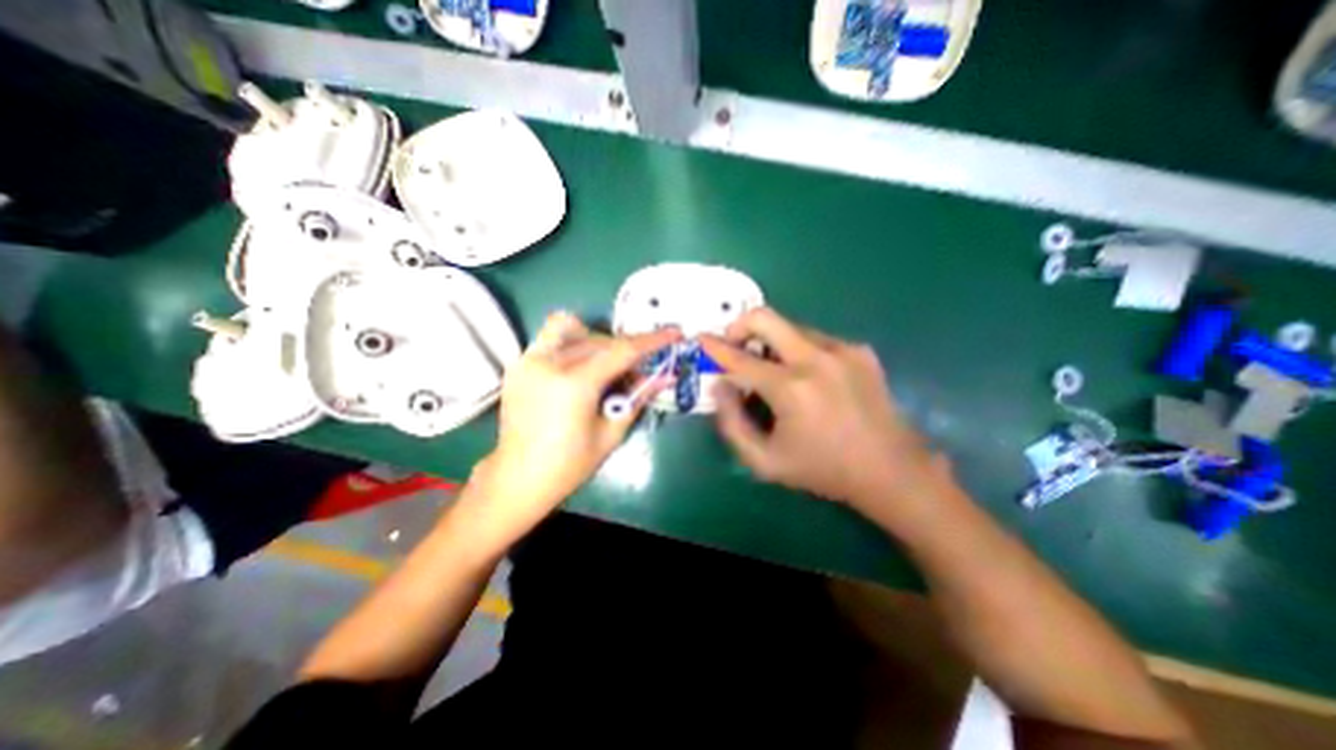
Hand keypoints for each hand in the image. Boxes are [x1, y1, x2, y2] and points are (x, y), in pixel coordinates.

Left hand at [467, 309, 679, 539]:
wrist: (517, 478)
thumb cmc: (568, 465)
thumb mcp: (611, 433)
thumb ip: (637, 398)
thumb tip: (665, 376)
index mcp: (574, 384)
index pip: (622, 351)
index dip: (652, 341)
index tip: (673, 333)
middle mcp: (549, 363)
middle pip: (602, 340)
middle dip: (627, 350)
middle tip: (639, 371)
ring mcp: (529, 360)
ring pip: (573, 328)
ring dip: (597, 340)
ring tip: (605, 364)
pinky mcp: (519, 364)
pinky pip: (551, 338)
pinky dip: (572, 343)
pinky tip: (579, 367)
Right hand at [700, 309, 949, 518]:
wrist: (890, 470)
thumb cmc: (822, 470)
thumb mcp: (764, 461)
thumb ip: (732, 423)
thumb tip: (720, 386)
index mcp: (790, 389)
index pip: (740, 359)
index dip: (715, 348)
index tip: (701, 338)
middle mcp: (816, 359)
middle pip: (765, 317)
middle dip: (740, 325)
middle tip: (735, 346)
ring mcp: (842, 350)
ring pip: (791, 327)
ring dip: (772, 343)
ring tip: (774, 371)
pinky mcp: (860, 351)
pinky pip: (815, 339)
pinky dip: (799, 351)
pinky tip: (808, 378)